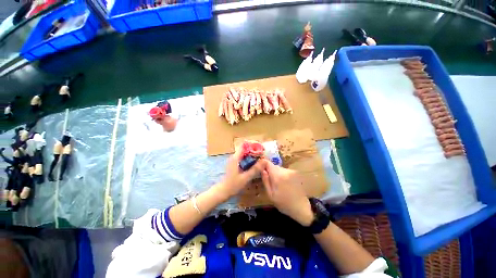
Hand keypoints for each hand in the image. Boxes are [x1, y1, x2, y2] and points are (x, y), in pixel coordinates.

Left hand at [217, 149, 265, 199]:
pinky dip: (249, 160)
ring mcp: (234, 160)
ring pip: (244, 154)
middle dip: (254, 151)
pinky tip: (254, 164)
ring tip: (261, 159)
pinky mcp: (234, 164)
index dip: (253, 146)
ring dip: (252, 156)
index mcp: (235, 158)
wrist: (223, 191)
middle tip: (263, 155)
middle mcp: (234, 157)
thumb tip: (265, 161)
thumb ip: (255, 169)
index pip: (244, 146)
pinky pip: (243, 159)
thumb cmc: (233, 185)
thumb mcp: (245, 177)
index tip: (261, 149)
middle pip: (245, 149)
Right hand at [261, 161, 313, 225]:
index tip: (262, 170)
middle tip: (270, 180)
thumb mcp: (270, 195)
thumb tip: (262, 170)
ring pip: (279, 168)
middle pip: (273, 166)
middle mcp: (284, 171)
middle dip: (270, 171)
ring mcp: (291, 171)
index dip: (263, 165)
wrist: (301, 207)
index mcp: (277, 176)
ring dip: (276, 173)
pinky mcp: (295, 173)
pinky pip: (285, 171)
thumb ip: (266, 181)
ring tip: (278, 184)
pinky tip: (284, 184)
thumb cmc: (283, 203)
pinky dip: (282, 175)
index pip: (268, 163)